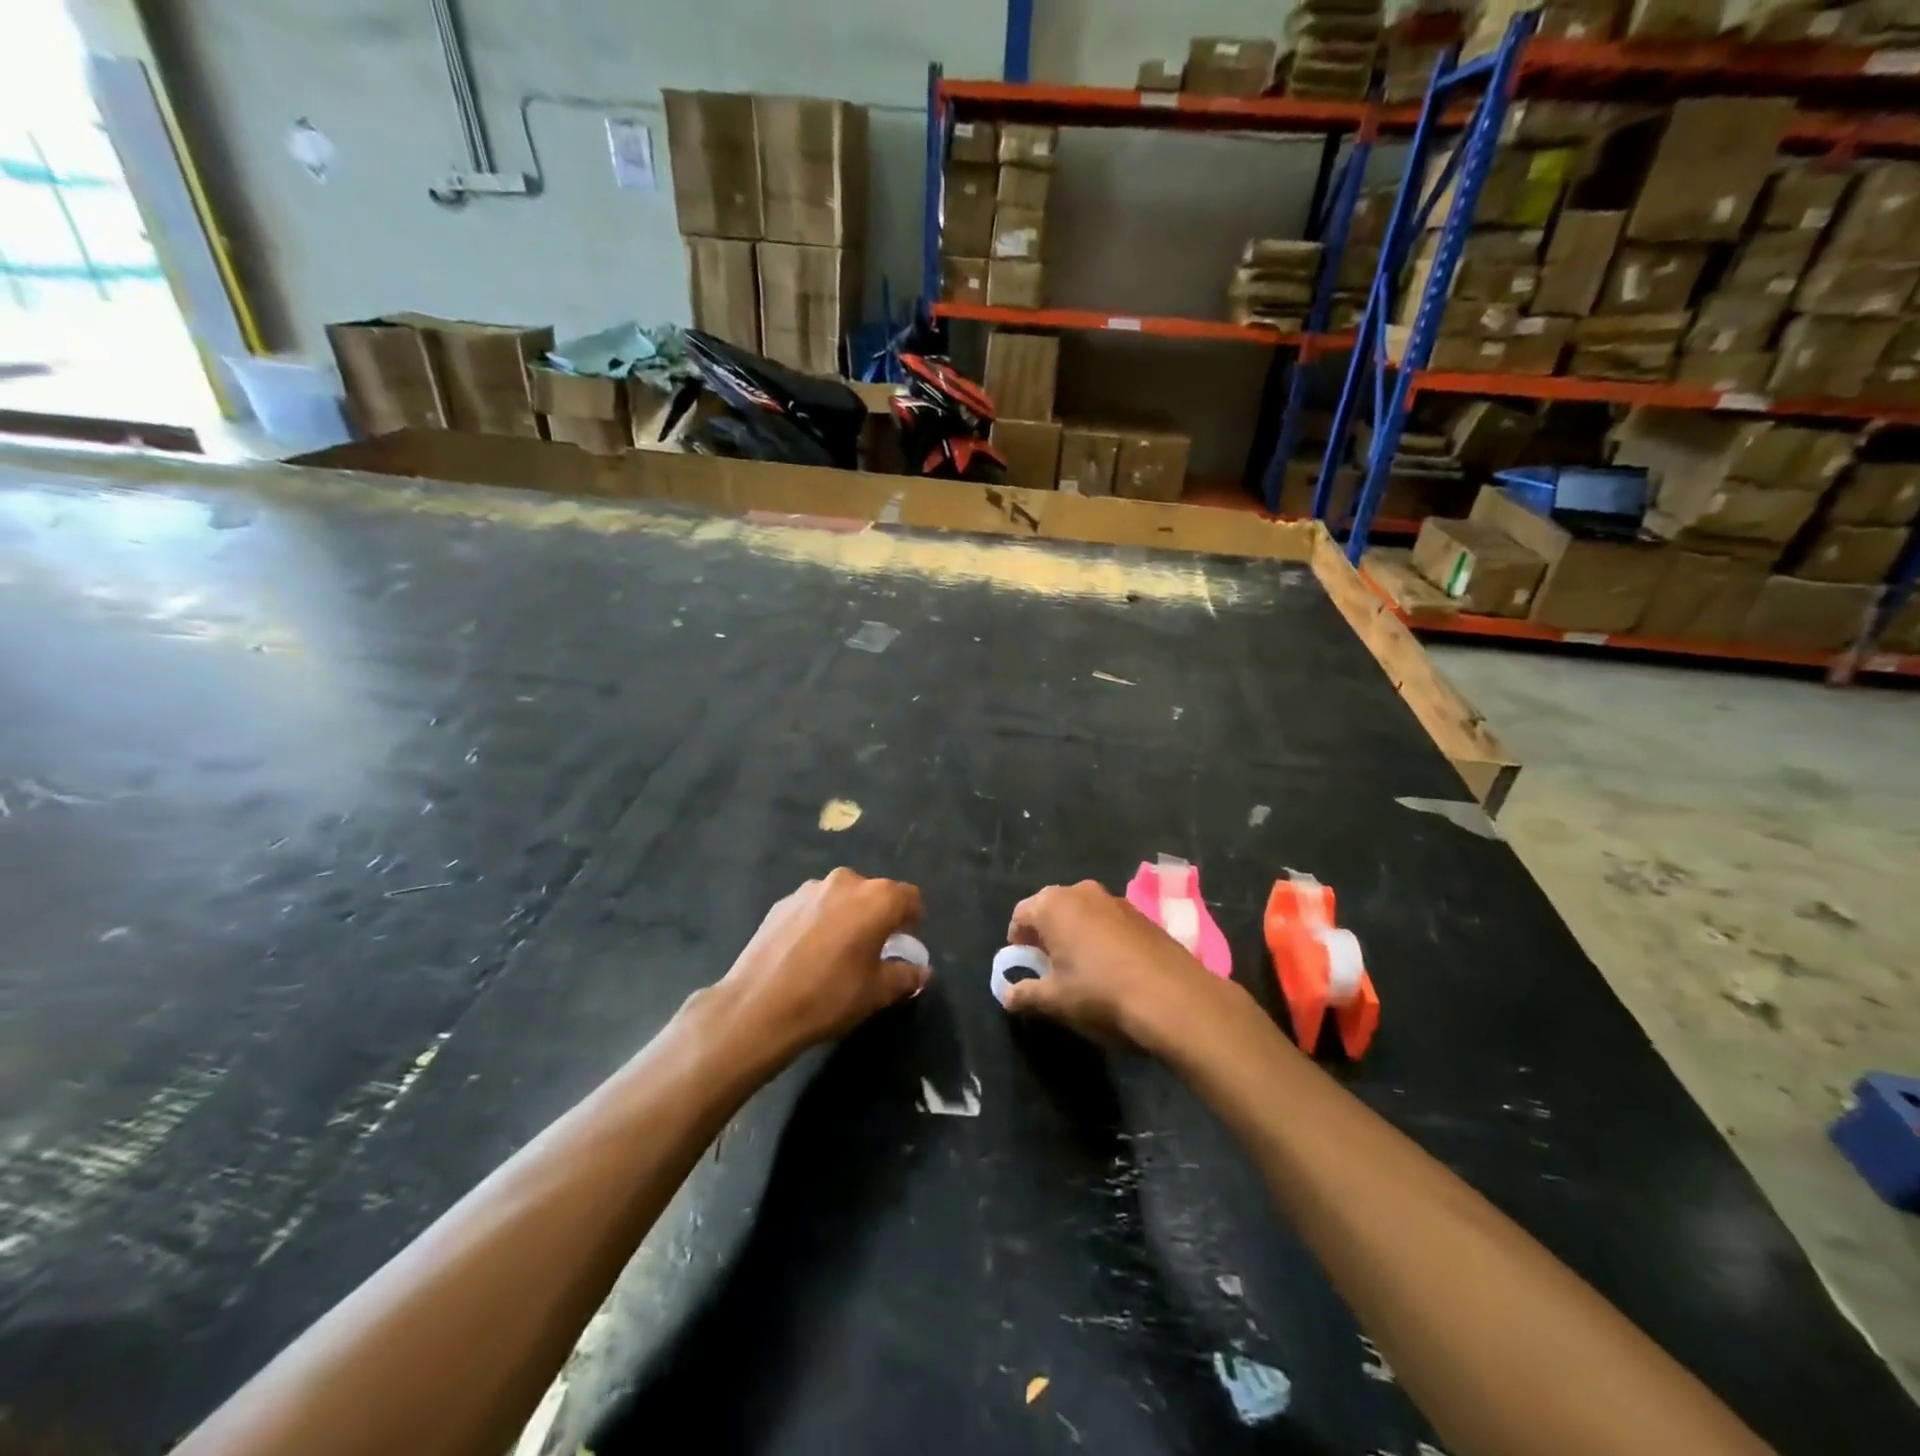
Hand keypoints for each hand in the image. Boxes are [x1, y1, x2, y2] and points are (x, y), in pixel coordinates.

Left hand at [715, 868, 926, 1061]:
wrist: (759, 1007)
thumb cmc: (829, 996)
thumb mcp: (877, 993)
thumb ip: (906, 976)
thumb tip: (921, 972)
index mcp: (876, 898)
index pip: (909, 897)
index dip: (913, 919)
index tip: (905, 943)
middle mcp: (845, 882)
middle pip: (874, 893)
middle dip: (879, 916)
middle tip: (873, 949)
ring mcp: (810, 889)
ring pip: (842, 897)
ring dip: (848, 916)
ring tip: (838, 951)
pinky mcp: (782, 902)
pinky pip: (814, 906)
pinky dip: (819, 921)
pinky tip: (808, 952)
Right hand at [1001, 880, 1224, 1052]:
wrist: (1173, 997)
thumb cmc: (1100, 993)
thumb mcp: (1055, 1000)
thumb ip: (1026, 994)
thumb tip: (1008, 995)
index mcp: (1053, 905)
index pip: (1021, 914)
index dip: (1017, 940)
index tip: (1024, 965)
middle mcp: (1082, 891)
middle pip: (1052, 908)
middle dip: (1046, 933)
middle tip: (1049, 965)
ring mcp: (1116, 900)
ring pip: (1083, 912)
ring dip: (1076, 933)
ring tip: (1082, 967)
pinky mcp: (1143, 914)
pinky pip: (1109, 920)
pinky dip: (1102, 936)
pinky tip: (1113, 967)